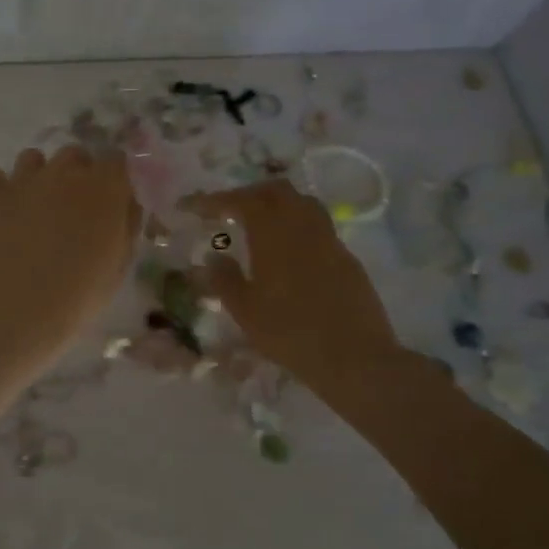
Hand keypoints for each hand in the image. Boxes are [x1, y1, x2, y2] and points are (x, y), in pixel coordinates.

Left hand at [0, 145, 140, 361]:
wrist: (18, 306)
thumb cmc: (79, 292)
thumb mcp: (119, 265)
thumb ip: (125, 226)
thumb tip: (125, 206)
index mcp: (103, 188)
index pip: (117, 161)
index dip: (114, 179)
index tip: (112, 199)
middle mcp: (65, 172)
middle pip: (74, 155)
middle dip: (77, 174)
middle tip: (74, 208)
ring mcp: (24, 179)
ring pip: (33, 159)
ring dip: (39, 176)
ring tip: (36, 208)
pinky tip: (2, 212)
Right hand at [186, 180, 407, 395]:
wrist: (354, 357)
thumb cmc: (291, 333)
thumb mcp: (245, 311)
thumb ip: (225, 279)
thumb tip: (213, 257)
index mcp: (274, 234)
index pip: (241, 200)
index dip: (215, 199)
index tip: (194, 207)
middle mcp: (303, 227)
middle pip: (276, 191)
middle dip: (249, 193)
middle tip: (229, 210)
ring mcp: (330, 240)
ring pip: (303, 203)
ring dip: (278, 204)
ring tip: (260, 224)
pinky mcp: (347, 258)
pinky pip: (319, 226)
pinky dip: (298, 226)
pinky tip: (290, 251)